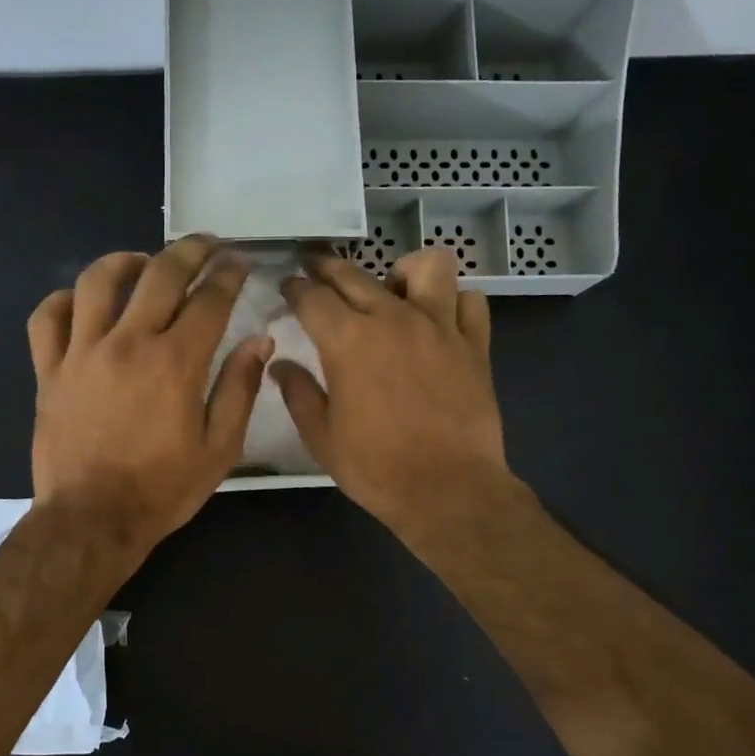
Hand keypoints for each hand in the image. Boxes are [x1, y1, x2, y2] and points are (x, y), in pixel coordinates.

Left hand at [28, 236, 269, 556]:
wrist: (93, 519)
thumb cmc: (162, 489)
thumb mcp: (219, 449)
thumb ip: (239, 389)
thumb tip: (258, 341)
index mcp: (176, 362)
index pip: (209, 299)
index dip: (229, 275)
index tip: (240, 263)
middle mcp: (128, 343)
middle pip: (159, 274)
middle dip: (189, 250)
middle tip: (205, 245)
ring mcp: (82, 353)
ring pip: (97, 281)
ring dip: (125, 261)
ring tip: (143, 262)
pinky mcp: (49, 370)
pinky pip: (47, 318)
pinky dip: (64, 300)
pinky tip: (82, 302)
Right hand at [274, 247, 511, 539]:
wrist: (447, 489)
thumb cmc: (375, 467)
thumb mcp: (321, 436)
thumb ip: (298, 393)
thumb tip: (280, 365)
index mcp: (348, 341)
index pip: (312, 297)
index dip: (294, 288)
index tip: (287, 286)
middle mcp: (393, 319)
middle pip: (355, 274)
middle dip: (327, 266)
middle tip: (314, 266)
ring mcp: (439, 327)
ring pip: (427, 267)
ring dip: (403, 272)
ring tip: (393, 291)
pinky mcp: (474, 345)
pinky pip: (470, 302)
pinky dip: (454, 303)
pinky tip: (440, 321)